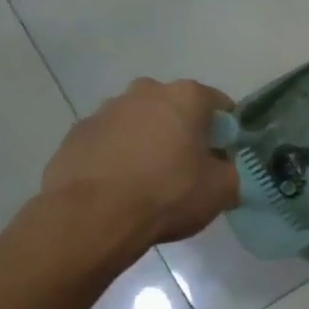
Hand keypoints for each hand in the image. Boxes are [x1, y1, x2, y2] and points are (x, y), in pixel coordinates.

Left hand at [39, 78, 239, 258]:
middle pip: (175, 109)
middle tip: (188, 169)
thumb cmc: (167, 194)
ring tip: (150, 180)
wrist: (92, 216)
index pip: (219, 105)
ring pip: (140, 122)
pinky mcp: (77, 133)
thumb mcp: (222, 190)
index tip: (224, 158)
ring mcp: (105, 110)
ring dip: (149, 142)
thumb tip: (224, 169)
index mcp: (185, 96)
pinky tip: (121, 186)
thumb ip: (232, 172)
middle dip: (184, 132)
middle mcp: (145, 91)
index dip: (226, 133)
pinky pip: (110, 141)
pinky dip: (119, 156)